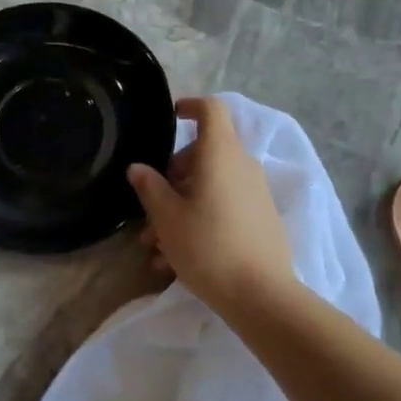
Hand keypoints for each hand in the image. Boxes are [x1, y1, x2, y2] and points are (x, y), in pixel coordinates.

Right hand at [127, 97, 293, 314]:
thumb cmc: (207, 246)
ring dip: (180, 208)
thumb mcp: (167, 217)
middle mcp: (242, 165)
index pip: (211, 109)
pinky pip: (224, 207)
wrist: (261, 294)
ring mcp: (254, 192)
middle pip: (203, 154)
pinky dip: (199, 221)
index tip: (170, 118)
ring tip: (155, 249)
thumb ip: (150, 187)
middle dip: (171, 178)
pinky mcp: (260, 218)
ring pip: (209, 187)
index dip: (189, 106)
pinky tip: (175, 260)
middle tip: (149, 212)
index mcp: (220, 153)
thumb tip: (139, 168)